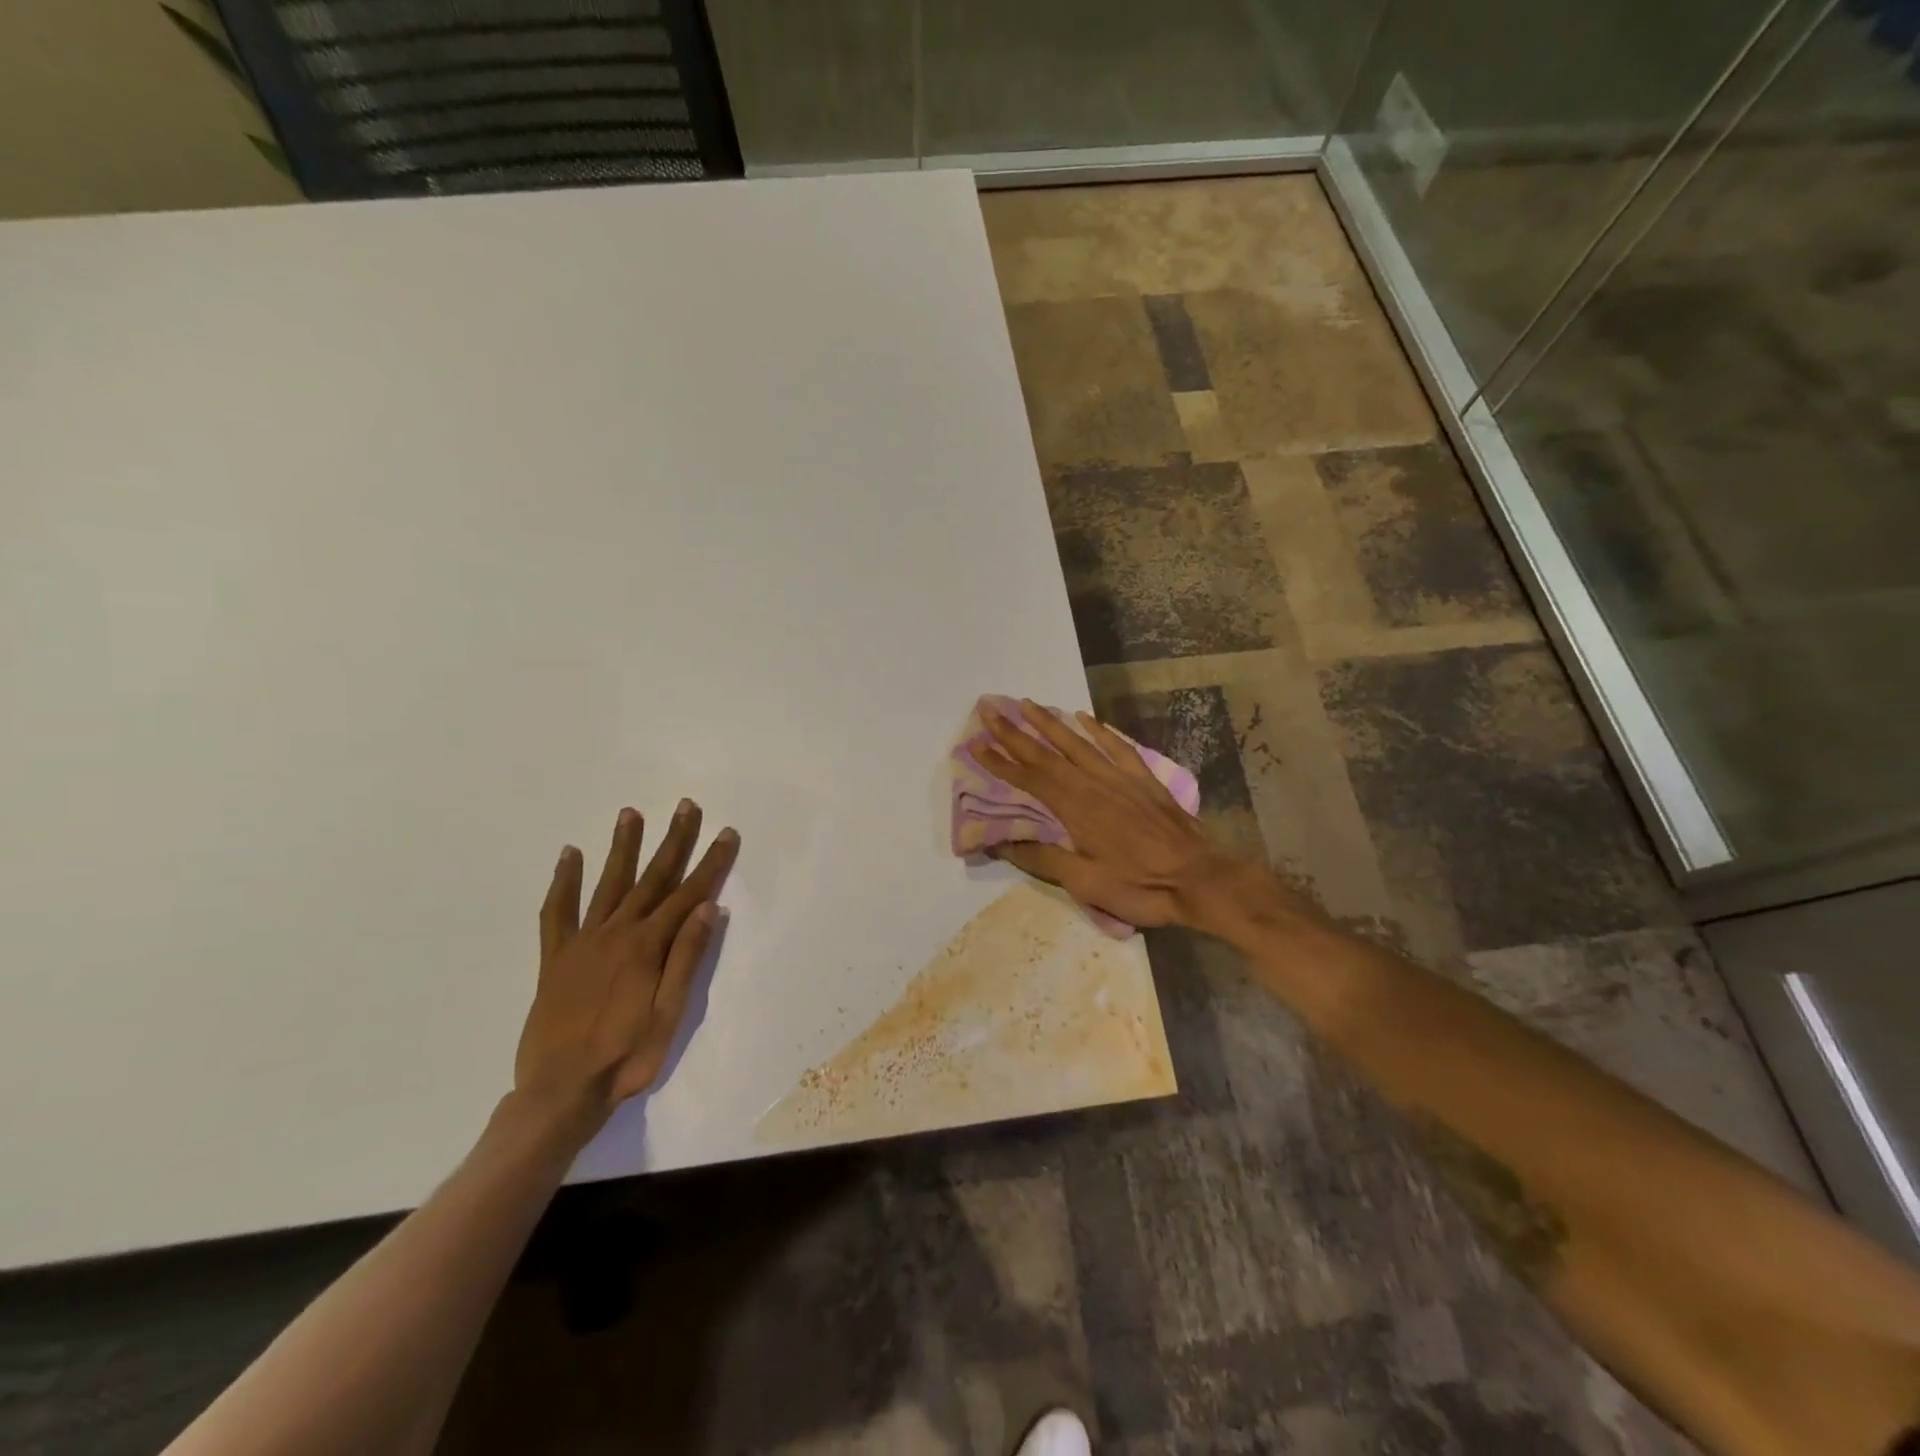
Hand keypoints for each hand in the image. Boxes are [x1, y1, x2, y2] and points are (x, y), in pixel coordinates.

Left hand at [513, 801, 738, 1136]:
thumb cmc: (625, 1057)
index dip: (711, 863)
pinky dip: (564, 882)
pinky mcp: (556, 958)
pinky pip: (557, 912)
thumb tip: (710, 908)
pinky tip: (569, 856)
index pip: (689, 894)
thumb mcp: (669, 1014)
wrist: (559, 1092)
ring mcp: (583, 942)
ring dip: (622, 847)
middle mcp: (616, 933)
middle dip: (673, 841)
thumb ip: (687, 958)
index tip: (727, 833)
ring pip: (608, 884)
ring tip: (630, 813)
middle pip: (652, 878)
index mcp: (648, 946)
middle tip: (686, 806)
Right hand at [975, 699, 1243, 929]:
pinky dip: (1098, 730)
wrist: (1200, 878)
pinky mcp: (1143, 779)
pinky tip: (1084, 718)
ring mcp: (1120, 778)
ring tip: (1027, 704)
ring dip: (1049, 723)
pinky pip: (1116, 746)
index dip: (1000, 763)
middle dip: (1015, 733)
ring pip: (1078, 743)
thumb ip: (1043, 859)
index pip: (1029, 779)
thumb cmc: (1140, 886)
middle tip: (990, 711)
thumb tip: (1000, 843)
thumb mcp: (1085, 882)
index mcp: (1075, 808)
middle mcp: (1093, 783)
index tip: (975, 744)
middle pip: (1047, 753)